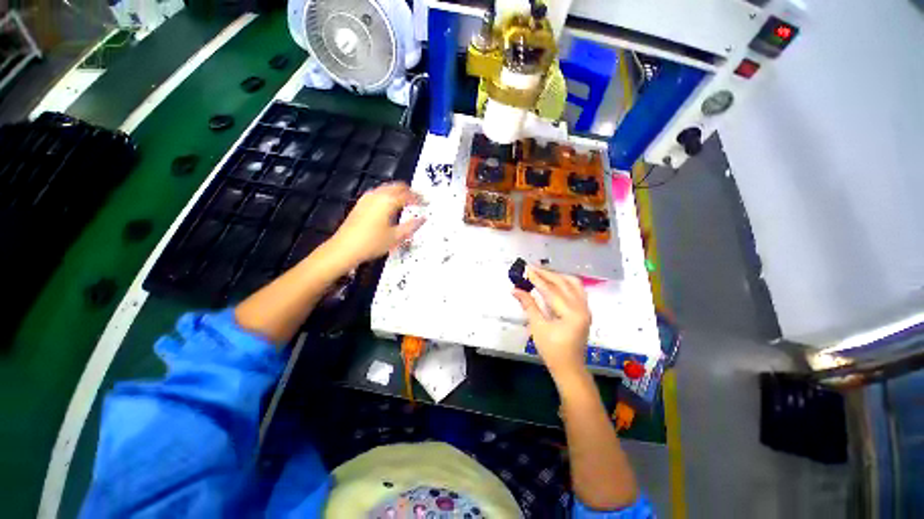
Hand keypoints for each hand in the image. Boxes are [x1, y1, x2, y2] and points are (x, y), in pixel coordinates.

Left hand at [328, 182, 424, 265]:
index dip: (419, 198)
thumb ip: (412, 226)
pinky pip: (378, 193)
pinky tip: (390, 205)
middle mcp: (377, 195)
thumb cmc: (371, 243)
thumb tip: (423, 219)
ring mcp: (367, 198)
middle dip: (409, 191)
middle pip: (397, 186)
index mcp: (388, 202)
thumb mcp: (396, 237)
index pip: (408, 195)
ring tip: (407, 201)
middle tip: (418, 199)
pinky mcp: (361, 204)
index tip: (426, 202)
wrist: (345, 248)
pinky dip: (388, 195)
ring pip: (387, 188)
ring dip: (398, 192)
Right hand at [512, 266, 590, 380]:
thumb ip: (528, 305)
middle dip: (547, 274)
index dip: (537, 279)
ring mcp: (585, 308)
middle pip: (564, 283)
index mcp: (571, 313)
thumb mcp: (538, 327)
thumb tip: (515, 289)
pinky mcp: (584, 311)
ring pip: (573, 283)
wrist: (569, 367)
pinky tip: (555, 282)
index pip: (551, 290)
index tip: (526, 269)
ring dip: (558, 276)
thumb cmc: (552, 350)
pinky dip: (565, 282)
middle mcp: (582, 307)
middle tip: (532, 268)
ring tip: (543, 272)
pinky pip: (577, 290)